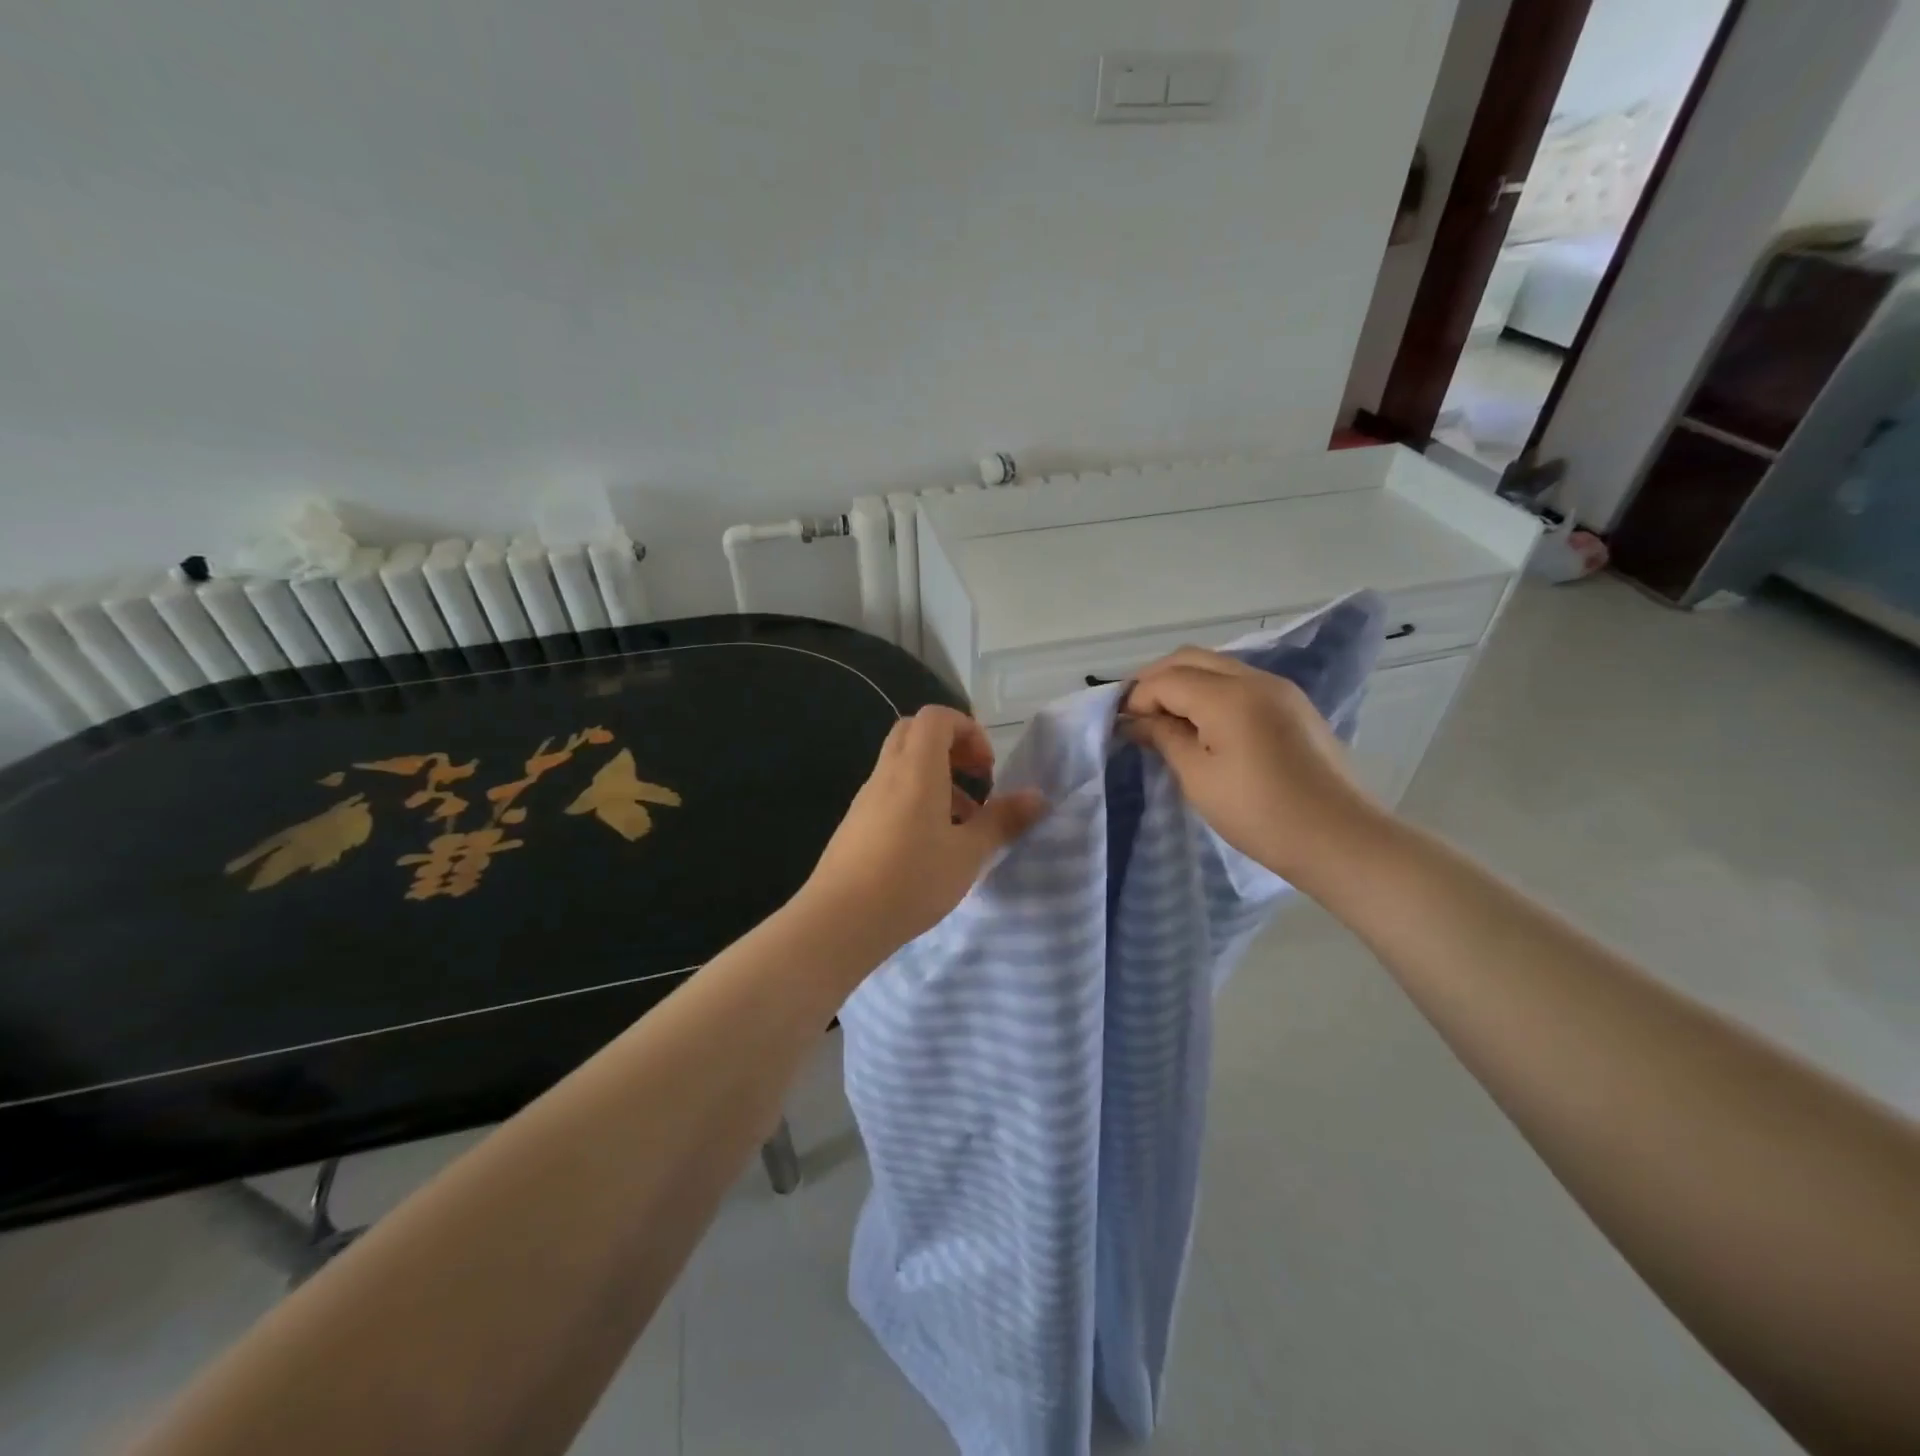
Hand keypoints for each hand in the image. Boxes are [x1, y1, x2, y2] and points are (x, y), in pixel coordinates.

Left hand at [799, 706, 1046, 954]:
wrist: (839, 921)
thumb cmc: (910, 881)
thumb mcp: (968, 854)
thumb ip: (1002, 821)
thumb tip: (1037, 797)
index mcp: (916, 769)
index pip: (937, 717)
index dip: (968, 730)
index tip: (986, 769)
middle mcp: (887, 774)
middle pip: (916, 733)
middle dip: (951, 747)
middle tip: (975, 782)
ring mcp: (866, 798)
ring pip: (902, 764)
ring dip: (935, 777)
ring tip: (962, 822)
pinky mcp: (856, 823)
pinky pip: (890, 792)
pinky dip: (915, 800)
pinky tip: (931, 845)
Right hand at [1123, 647, 1381, 881]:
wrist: (1339, 838)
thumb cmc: (1259, 813)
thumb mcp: (1199, 778)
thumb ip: (1165, 738)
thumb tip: (1135, 720)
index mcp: (1229, 695)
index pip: (1167, 679)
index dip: (1137, 698)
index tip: (1120, 726)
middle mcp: (1255, 679)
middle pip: (1191, 659)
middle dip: (1157, 680)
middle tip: (1136, 714)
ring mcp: (1280, 689)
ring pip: (1217, 666)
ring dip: (1185, 684)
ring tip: (1166, 720)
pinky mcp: (1294, 705)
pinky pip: (1240, 683)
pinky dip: (1211, 692)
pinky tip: (1203, 724)